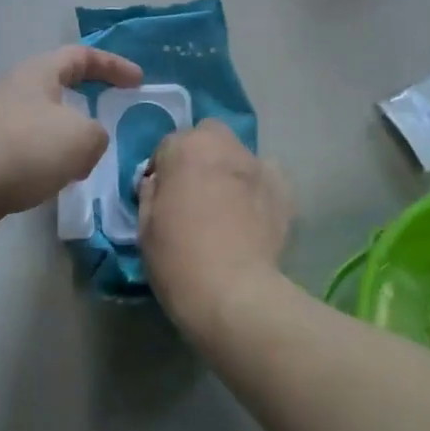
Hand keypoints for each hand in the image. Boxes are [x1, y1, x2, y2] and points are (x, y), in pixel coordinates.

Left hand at [0, 46, 142, 226]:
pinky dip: (52, 159)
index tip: (137, 81)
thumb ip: (97, 135)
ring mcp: (1, 119)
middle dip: (89, 102)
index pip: (82, 56)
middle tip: (112, 118)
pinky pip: (32, 148)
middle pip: (61, 87)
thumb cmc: (27, 147)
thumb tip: (87, 143)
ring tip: (90, 159)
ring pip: (48, 121)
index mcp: (40, 72)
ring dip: (71, 136)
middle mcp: (19, 88)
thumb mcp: (81, 137)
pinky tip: (60, 180)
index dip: (113, 65)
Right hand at [137, 121, 290, 334]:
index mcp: (186, 148)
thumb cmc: (178, 259)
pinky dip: (257, 189)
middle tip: (193, 190)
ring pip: (239, 156)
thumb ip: (150, 193)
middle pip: (209, 135)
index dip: (162, 170)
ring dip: (229, 170)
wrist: (234, 294)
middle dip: (199, 154)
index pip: (167, 145)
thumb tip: (158, 183)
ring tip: (226, 205)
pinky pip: (267, 179)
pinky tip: (252, 215)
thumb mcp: (145, 226)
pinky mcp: (284, 192)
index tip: (161, 196)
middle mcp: (225, 146)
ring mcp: (259, 167)